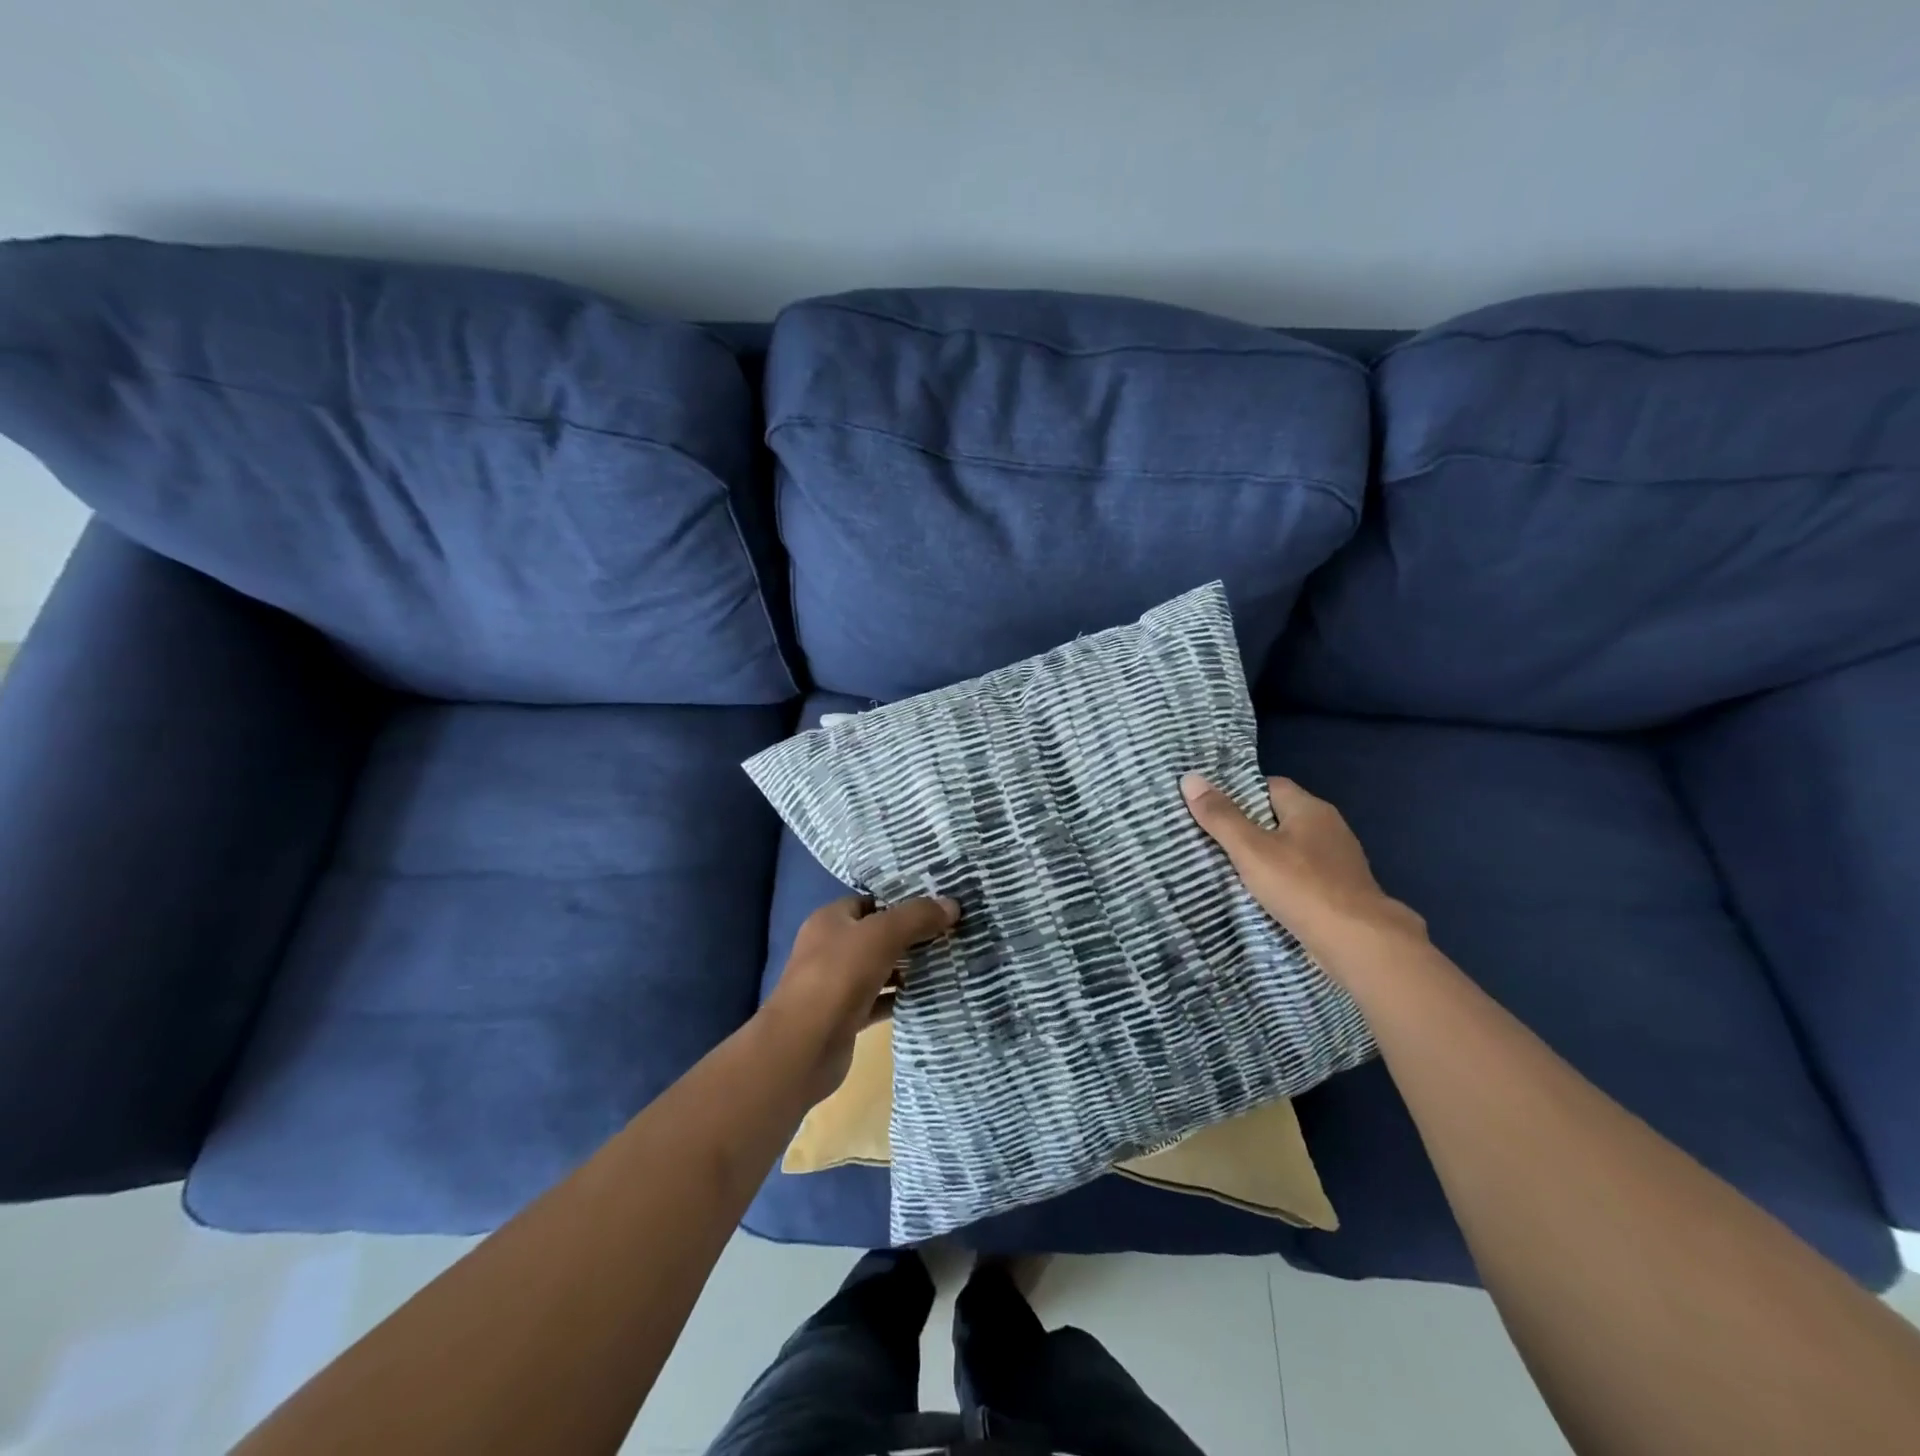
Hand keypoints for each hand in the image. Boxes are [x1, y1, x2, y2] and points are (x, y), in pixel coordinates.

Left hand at [761, 894, 960, 1103]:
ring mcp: (837, 984)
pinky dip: (901, 997)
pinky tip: (930, 995)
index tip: (938, 904)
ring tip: (948, 960)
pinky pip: (880, 1000)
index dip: (902, 901)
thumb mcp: (881, 935)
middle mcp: (831, 947)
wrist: (803, 1047)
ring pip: (881, 968)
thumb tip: (952, 904)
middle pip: (878, 934)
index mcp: (831, 920)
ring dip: (909, 967)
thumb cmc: (838, 977)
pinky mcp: (846, 1016)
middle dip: (911, 935)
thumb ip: (916, 917)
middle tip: (951, 932)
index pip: (871, 901)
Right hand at [1181, 773, 1426, 984]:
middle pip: (1279, 817)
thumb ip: (1220, 817)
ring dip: (1265, 857)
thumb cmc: (1302, 886)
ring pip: (1291, 849)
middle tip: (1209, 837)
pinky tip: (1262, 895)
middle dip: (1248, 826)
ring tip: (1228, 867)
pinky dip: (1281, 881)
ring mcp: (1338, 862)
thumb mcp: (1251, 849)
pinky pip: (1302, 876)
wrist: (1358, 943)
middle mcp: (1329, 828)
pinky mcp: (1340, 892)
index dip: (1239, 793)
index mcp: (1310, 809)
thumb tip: (1189, 779)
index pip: (1270, 786)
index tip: (1210, 807)